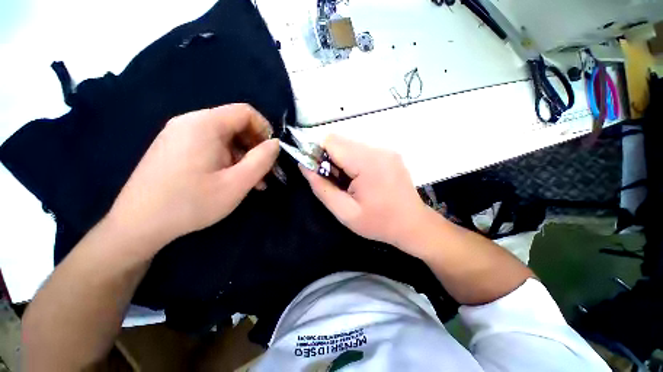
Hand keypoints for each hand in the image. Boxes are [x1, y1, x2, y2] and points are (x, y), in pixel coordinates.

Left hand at [107, 104, 278, 252]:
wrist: (137, 225)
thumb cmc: (191, 203)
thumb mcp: (237, 183)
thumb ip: (262, 160)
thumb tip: (275, 144)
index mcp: (204, 125)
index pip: (245, 112)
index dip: (265, 130)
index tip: (271, 153)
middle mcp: (190, 122)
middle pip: (235, 125)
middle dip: (255, 147)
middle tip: (265, 172)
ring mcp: (180, 135)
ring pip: (225, 138)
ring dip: (244, 157)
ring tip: (253, 182)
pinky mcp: (175, 148)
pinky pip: (210, 146)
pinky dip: (228, 160)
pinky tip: (232, 180)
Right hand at [301, 134, 429, 252]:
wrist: (413, 225)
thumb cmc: (378, 223)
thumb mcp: (344, 212)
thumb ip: (321, 188)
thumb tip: (304, 166)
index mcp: (367, 163)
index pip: (331, 141)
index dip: (318, 154)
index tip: (319, 172)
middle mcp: (378, 150)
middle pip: (341, 141)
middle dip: (330, 158)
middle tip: (335, 182)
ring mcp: (386, 150)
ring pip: (350, 145)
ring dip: (342, 160)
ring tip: (349, 183)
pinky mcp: (389, 154)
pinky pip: (362, 150)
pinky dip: (354, 161)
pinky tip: (360, 180)